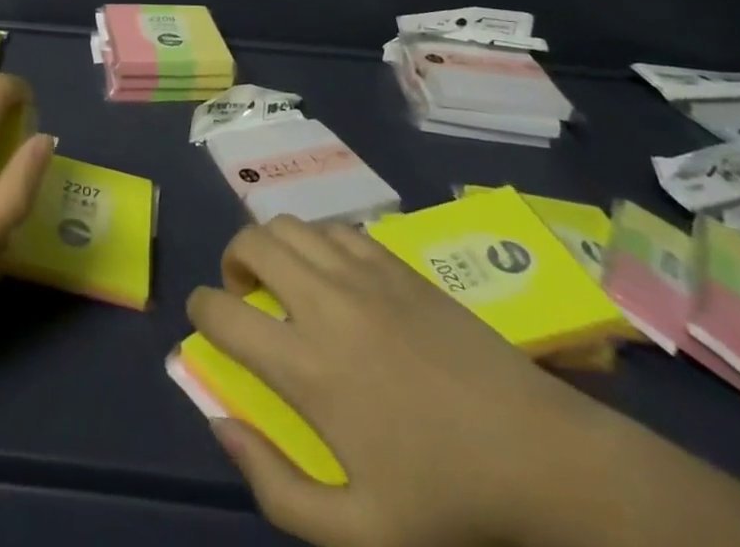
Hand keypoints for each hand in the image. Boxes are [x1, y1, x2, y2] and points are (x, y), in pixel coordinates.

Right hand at [187, 218, 609, 546]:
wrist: (539, 455)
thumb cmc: (447, 499)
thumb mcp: (358, 533)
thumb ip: (276, 488)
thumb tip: (220, 423)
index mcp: (307, 367)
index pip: (221, 311)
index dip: (199, 309)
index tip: (204, 319)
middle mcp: (324, 303)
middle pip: (250, 242)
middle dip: (231, 261)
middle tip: (243, 294)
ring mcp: (363, 274)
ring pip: (289, 224)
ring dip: (271, 244)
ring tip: (283, 278)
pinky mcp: (396, 263)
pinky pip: (336, 227)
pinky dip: (317, 239)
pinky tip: (332, 272)